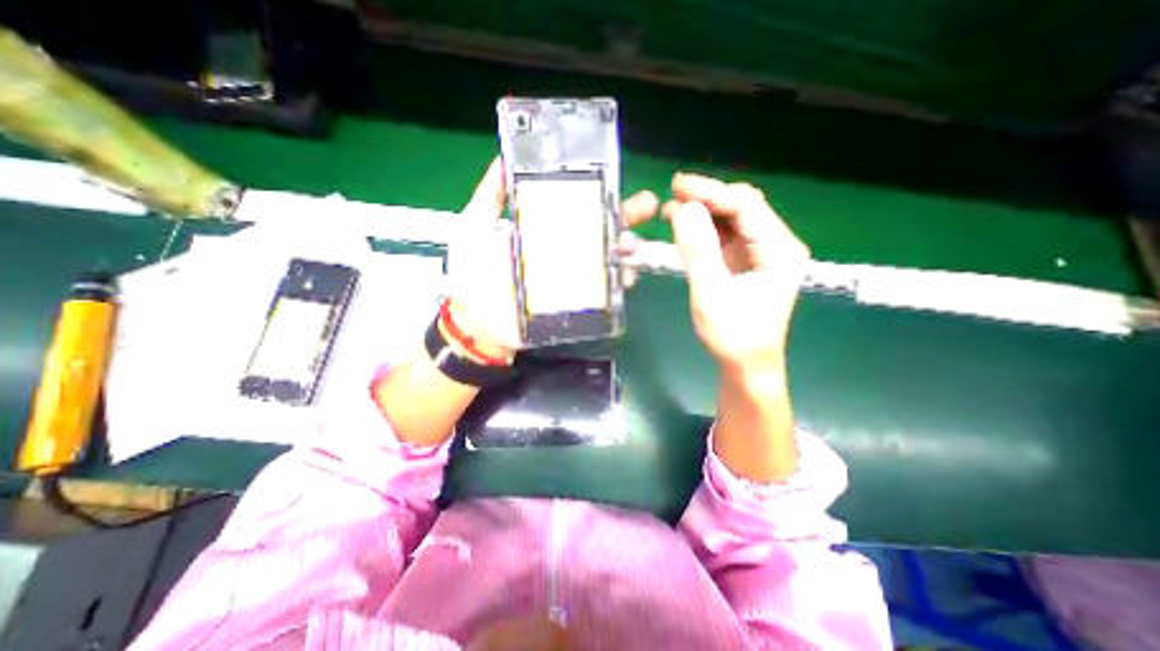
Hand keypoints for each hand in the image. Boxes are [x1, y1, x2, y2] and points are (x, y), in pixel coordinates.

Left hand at [446, 159, 656, 357]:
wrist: (474, 324)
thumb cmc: (472, 276)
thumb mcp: (473, 229)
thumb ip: (488, 197)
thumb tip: (502, 160)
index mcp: (543, 231)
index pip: (575, 208)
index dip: (596, 194)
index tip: (613, 179)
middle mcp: (563, 252)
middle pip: (599, 231)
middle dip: (626, 217)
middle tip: (646, 205)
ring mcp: (572, 279)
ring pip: (608, 259)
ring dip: (626, 250)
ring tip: (631, 246)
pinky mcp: (576, 303)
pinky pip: (605, 292)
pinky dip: (618, 284)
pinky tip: (624, 277)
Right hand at [651, 175, 808, 372]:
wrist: (747, 366)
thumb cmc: (733, 336)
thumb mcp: (711, 295)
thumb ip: (698, 252)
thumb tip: (683, 209)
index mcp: (779, 250)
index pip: (745, 205)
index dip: (710, 191)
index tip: (677, 186)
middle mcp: (776, 245)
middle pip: (741, 207)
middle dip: (707, 198)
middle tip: (671, 195)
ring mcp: (762, 253)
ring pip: (732, 220)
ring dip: (703, 212)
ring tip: (672, 209)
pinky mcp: (748, 262)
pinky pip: (726, 236)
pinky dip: (705, 229)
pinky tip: (685, 228)